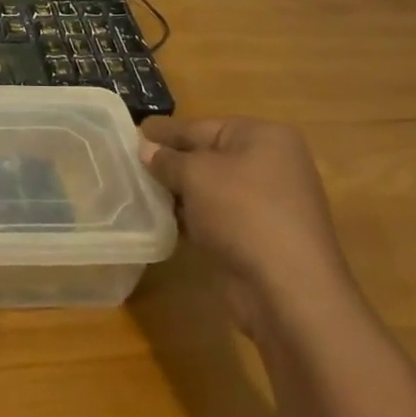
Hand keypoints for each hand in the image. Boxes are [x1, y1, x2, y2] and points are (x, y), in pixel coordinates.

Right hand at [141, 116, 361, 341]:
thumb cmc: (243, 213)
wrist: (287, 289)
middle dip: (169, 162)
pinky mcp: (259, 237)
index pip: (201, 127)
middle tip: (127, 162)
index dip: (165, 132)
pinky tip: (161, 219)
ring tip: (136, 190)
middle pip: (207, 156)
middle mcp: (270, 164)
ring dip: (178, 191)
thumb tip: (145, 149)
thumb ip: (166, 159)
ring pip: (210, 188)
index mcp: (263, 137)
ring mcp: (267, 203)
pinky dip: (192, 216)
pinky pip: (217, 216)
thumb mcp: (196, 175)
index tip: (130, 132)